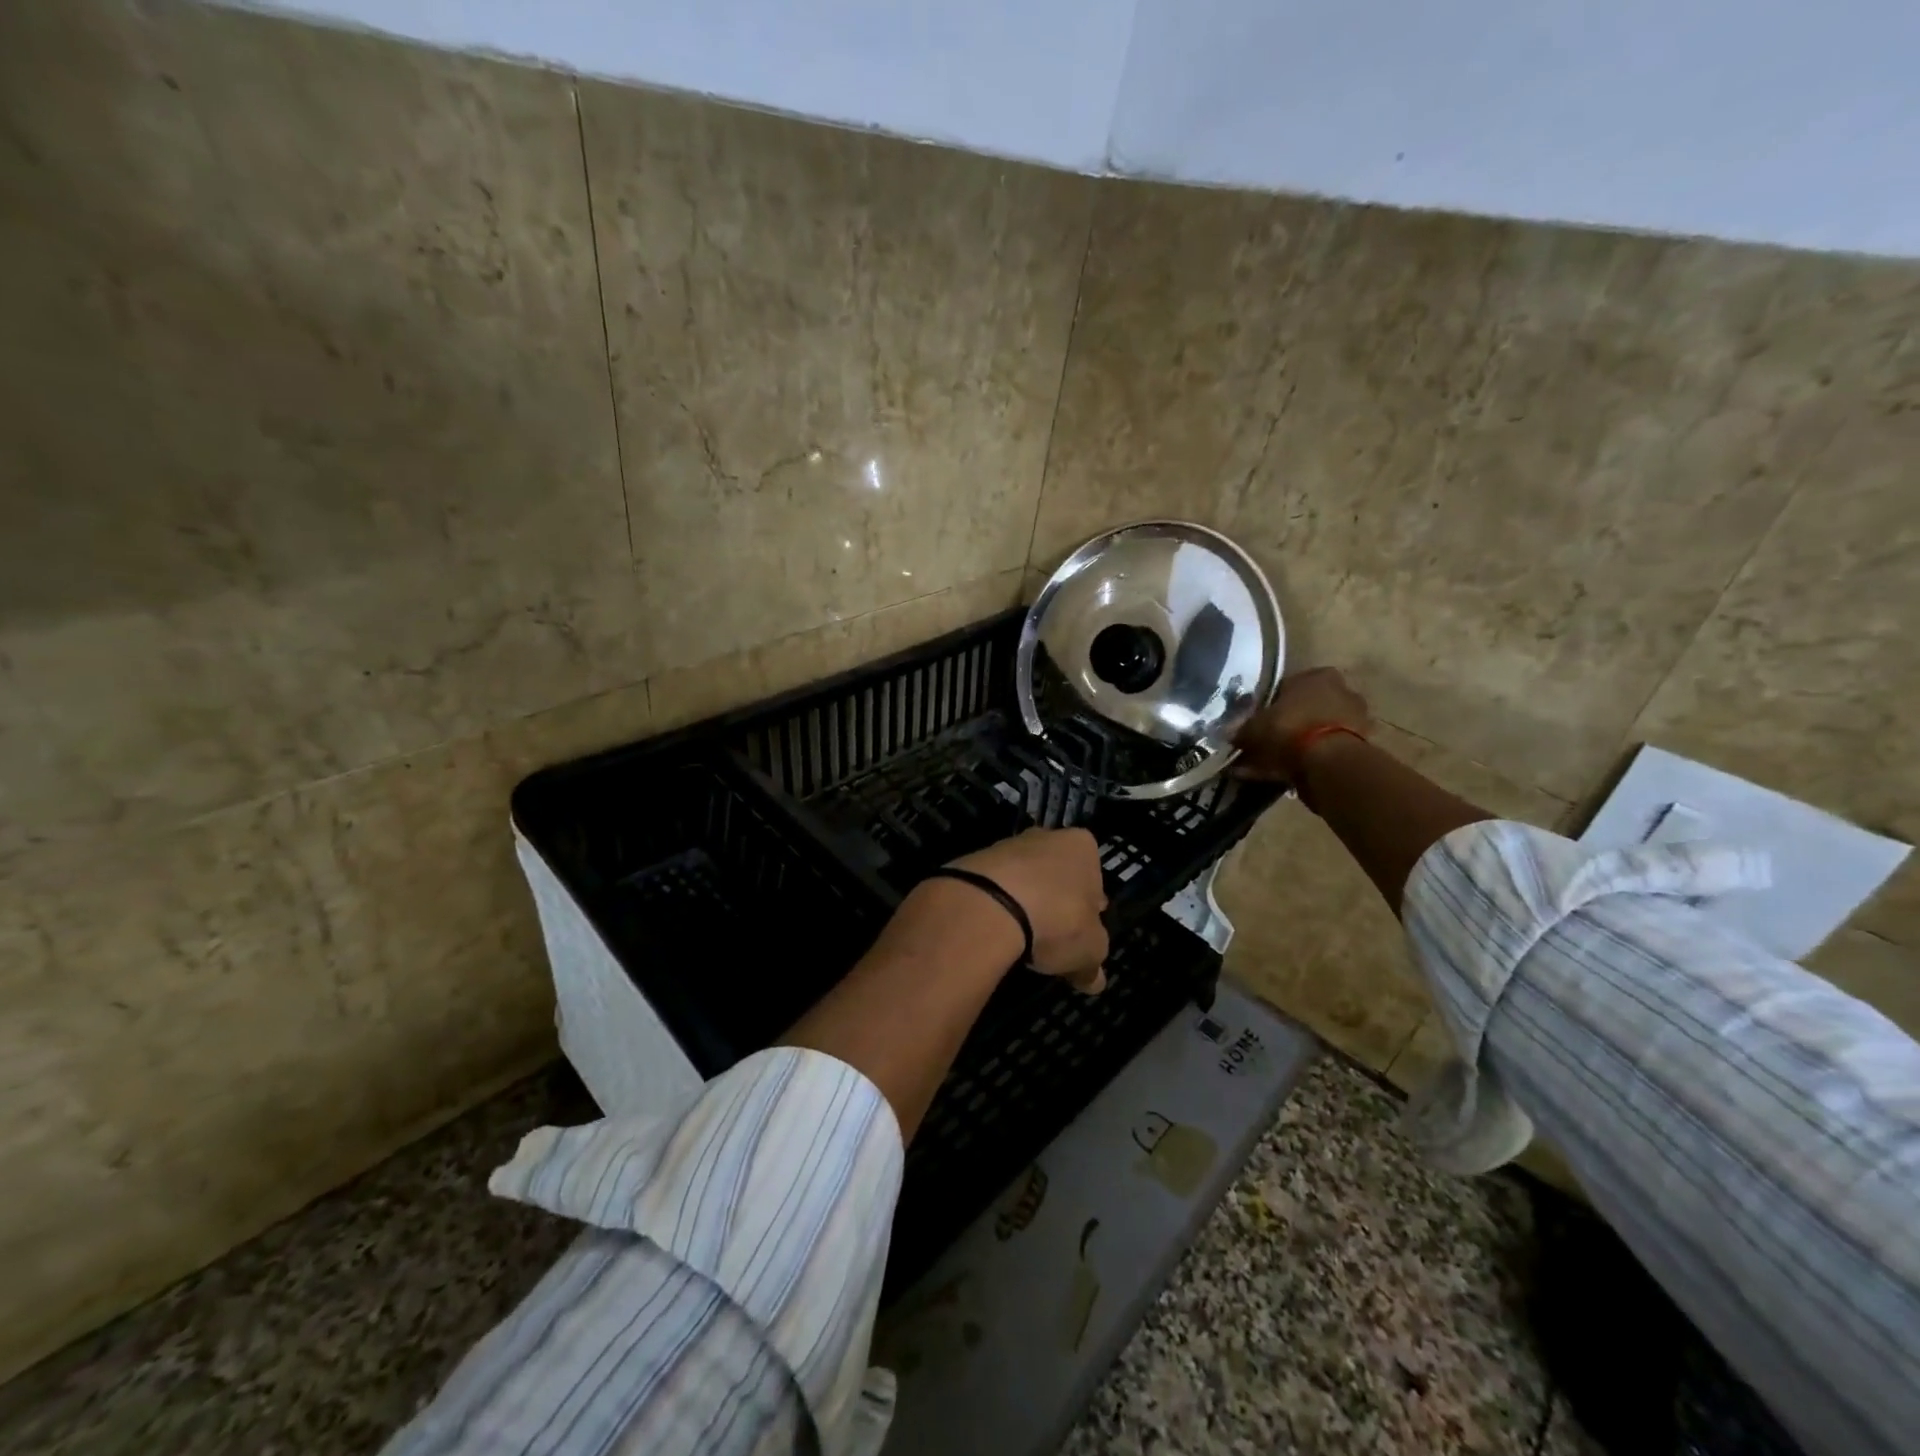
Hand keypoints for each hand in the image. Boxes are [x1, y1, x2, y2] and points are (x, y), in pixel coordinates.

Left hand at [950, 828, 1108, 993]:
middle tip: (1052, 935)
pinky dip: (995, 907)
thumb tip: (1094, 980)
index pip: (1094, 877)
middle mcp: (1046, 837)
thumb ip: (1093, 963)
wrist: (988, 906)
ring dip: (1024, 903)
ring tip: (1020, 940)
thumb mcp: (1089, 951)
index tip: (1082, 931)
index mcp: (1082, 847)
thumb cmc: (1057, 919)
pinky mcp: (974, 861)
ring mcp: (1006, 846)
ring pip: (1023, 879)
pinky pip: (993, 888)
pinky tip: (995, 932)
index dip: (1090, 907)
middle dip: (1056, 901)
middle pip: (1056, 874)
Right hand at [1232, 667, 1370, 784]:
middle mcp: (1343, 690)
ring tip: (1279, 764)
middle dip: (1289, 724)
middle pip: (1308, 707)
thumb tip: (1228, 734)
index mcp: (1317, 676)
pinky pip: (1328, 751)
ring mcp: (1358, 719)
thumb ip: (1242, 730)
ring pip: (1319, 730)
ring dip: (1302, 744)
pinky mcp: (1364, 745)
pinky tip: (1293, 775)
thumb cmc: (1288, 730)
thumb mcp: (1253, 728)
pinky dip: (1313, 761)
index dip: (1270, 705)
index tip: (1258, 722)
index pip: (1288, 685)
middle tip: (1268, 743)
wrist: (1329, 763)